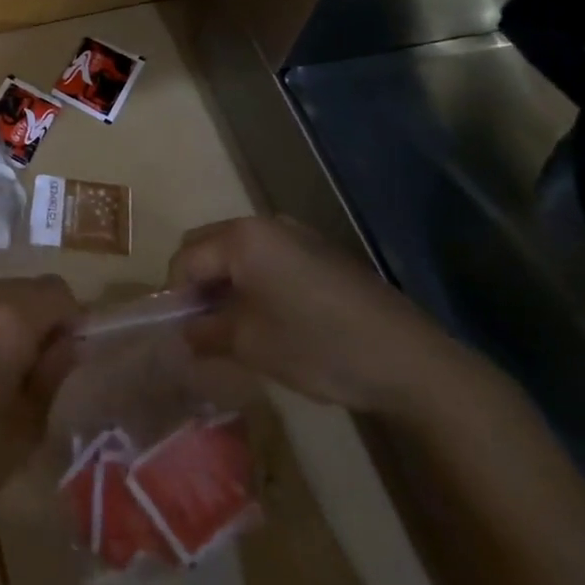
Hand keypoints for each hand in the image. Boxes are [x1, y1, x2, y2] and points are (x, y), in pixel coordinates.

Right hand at [168, 216, 463, 415]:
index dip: (175, 296)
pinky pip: (268, 258)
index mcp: (241, 237)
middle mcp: (265, 223)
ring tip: (234, 325)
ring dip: (226, 282)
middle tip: (203, 326)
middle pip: (208, 245)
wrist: (410, 360)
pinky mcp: (321, 252)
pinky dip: (255, 280)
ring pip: (238, 251)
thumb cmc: (318, 346)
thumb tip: (184, 333)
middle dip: (198, 282)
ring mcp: (297, 234)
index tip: (181, 332)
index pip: (185, 258)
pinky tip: (271, 319)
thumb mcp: (251, 344)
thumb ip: (206, 333)